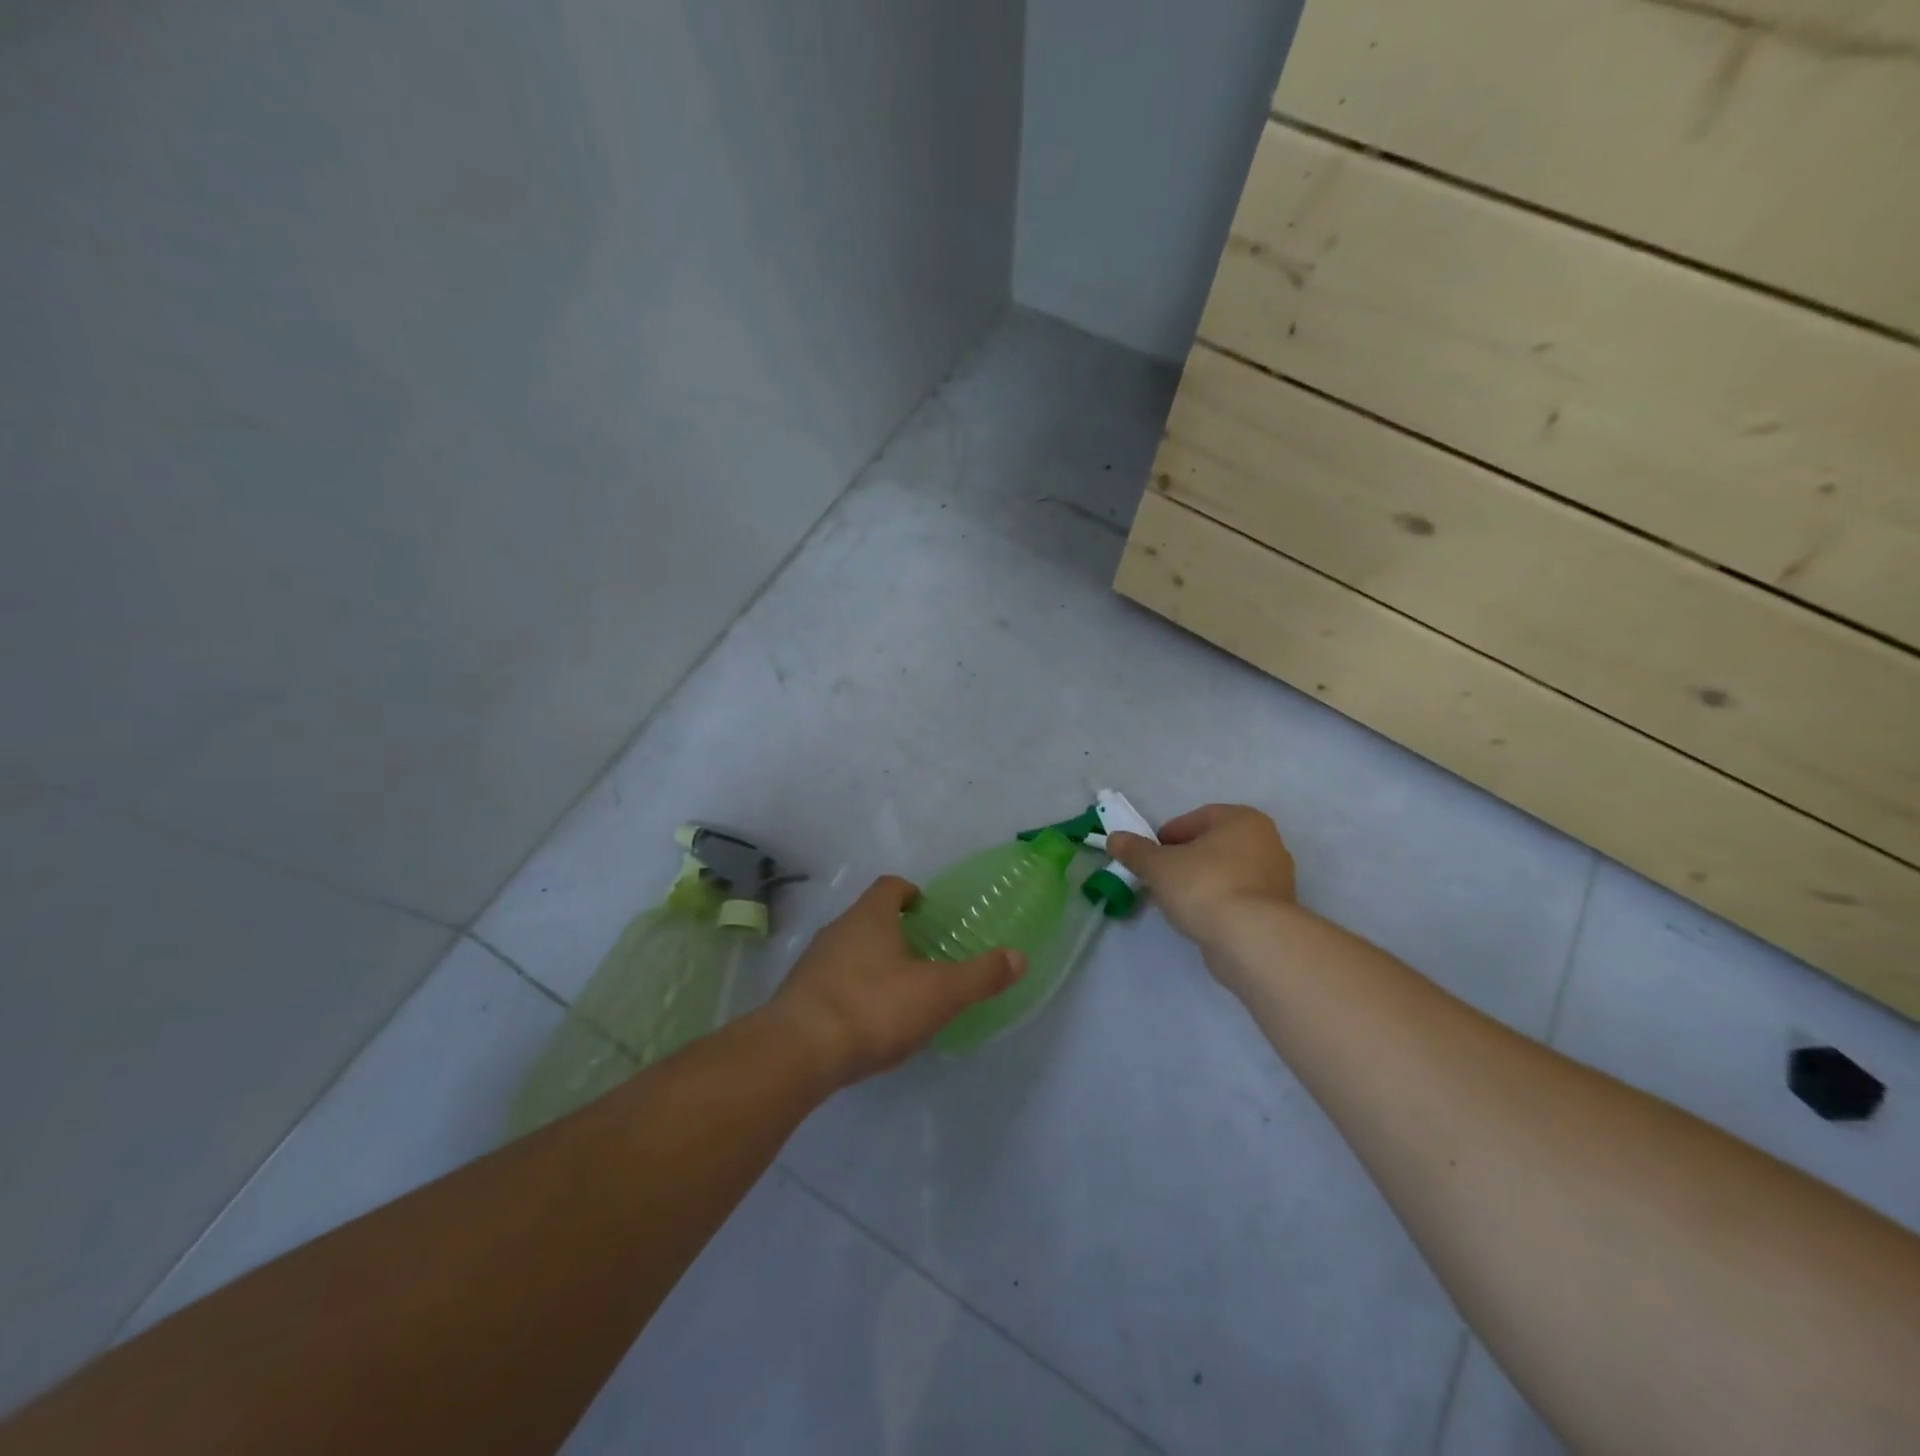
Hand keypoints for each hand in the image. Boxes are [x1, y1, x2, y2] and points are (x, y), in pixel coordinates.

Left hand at [765, 876, 1024, 1087]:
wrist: (799, 1051)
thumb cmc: (874, 1007)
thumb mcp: (939, 993)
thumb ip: (980, 975)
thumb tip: (1019, 957)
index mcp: (869, 917)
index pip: (889, 887)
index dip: (908, 892)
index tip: (923, 908)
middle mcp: (837, 930)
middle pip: (867, 917)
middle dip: (892, 930)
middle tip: (920, 953)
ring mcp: (812, 963)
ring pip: (847, 949)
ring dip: (870, 961)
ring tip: (896, 989)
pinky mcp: (798, 996)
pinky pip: (831, 982)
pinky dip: (850, 990)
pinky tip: (866, 1020)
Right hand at [1107, 804, 1295, 949]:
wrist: (1252, 940)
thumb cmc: (1205, 886)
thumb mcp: (1158, 866)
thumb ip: (1135, 851)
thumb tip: (1114, 838)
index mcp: (1243, 820)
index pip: (1197, 818)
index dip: (1169, 835)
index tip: (1151, 856)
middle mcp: (1267, 842)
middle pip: (1213, 845)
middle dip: (1185, 859)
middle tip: (1160, 877)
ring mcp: (1276, 878)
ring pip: (1226, 872)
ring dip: (1201, 882)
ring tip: (1176, 901)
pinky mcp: (1277, 910)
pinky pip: (1238, 897)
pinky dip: (1218, 902)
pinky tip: (1199, 918)